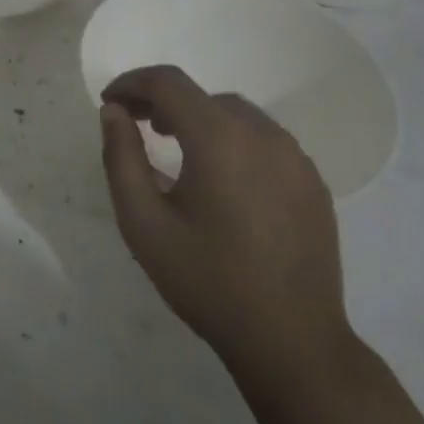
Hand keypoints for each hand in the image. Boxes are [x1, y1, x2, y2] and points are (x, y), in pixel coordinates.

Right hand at [99, 65, 348, 371]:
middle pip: (204, 97)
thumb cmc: (206, 280)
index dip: (132, 83)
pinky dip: (233, 141)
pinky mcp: (313, 182)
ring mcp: (296, 158)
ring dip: (200, 120)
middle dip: (163, 102)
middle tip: (136, 126)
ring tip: (174, 146)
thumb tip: (115, 113)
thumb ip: (121, 158)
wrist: (291, 339)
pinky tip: (221, 179)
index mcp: (220, 139)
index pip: (169, 83)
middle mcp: (264, 135)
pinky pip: (265, 142)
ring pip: (238, 116)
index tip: (109, 103)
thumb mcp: (144, 223)